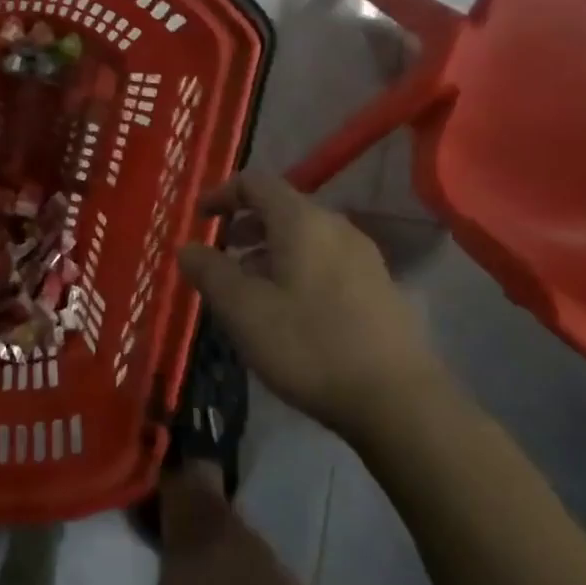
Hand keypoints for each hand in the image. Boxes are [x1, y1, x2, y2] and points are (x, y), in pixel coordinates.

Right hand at [177, 172, 446, 439]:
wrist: (399, 402)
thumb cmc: (309, 346)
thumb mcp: (243, 310)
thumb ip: (209, 271)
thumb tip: (186, 247)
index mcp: (302, 221)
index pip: (256, 182)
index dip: (222, 193)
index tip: (199, 217)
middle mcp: (337, 228)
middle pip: (283, 209)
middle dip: (245, 226)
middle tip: (221, 255)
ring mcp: (365, 259)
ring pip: (306, 238)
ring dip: (270, 252)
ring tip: (250, 289)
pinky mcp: (380, 290)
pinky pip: (327, 263)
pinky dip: (297, 270)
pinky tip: (290, 312)